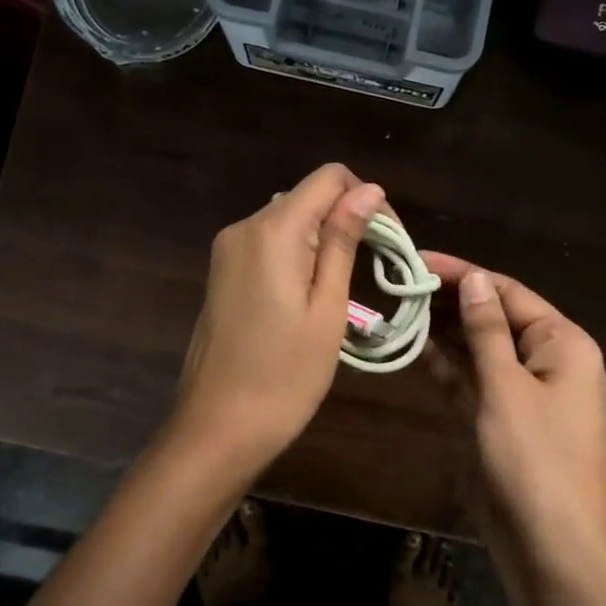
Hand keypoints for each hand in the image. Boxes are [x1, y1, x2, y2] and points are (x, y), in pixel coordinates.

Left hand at [169, 165, 385, 482]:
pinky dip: (298, 255)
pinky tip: (311, 295)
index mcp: (273, 231)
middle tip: (376, 270)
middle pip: (307, 197)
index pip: (329, 178)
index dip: (366, 197)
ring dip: (324, 240)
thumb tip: (369, 190)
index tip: (389, 240)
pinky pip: (269, 244)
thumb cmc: (284, 376)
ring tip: (346, 289)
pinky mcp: (222, 272)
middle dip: (347, 220)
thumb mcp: (327, 309)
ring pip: (289, 220)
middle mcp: (244, 227)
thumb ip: (343, 242)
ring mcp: (227, 250)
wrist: (216, 427)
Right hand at [420, 254, 605, 590]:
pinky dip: (451, 367)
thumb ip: (487, 330)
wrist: (554, 552)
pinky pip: (477, 382)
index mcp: (564, 343)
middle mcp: (550, 361)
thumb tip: (475, 279)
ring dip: (448, 332)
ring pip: (483, 350)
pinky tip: (418, 348)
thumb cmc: (536, 461)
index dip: (465, 274)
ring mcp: (527, 394)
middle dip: (453, 301)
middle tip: (401, 284)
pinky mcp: (505, 422)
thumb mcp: (507, 387)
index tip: (419, 259)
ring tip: (402, 308)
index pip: (509, 292)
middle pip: (497, 318)